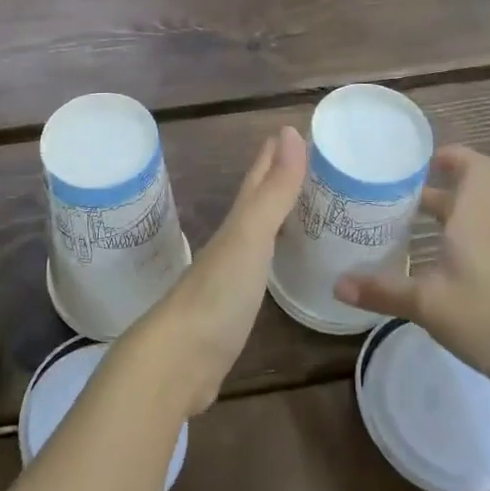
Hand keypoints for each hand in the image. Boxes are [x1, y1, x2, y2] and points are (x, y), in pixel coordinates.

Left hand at [119, 127, 306, 415]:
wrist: (179, 360)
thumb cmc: (218, 294)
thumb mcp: (250, 236)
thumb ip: (273, 191)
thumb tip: (291, 132)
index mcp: (236, 224)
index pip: (258, 179)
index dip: (275, 154)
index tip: (294, 129)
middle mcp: (231, 243)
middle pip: (257, 203)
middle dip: (277, 180)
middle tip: (310, 164)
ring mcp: (229, 276)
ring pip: (258, 234)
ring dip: (277, 217)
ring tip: (305, 207)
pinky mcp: (233, 309)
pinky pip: (259, 268)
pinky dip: (273, 255)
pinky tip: (282, 260)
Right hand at [333, 145, 489, 397]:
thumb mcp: (427, 305)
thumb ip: (382, 292)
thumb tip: (337, 283)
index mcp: (473, 223)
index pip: (478, 169)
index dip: (455, 155)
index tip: (423, 160)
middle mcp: (486, 234)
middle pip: (462, 198)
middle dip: (427, 194)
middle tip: (388, 199)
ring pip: (463, 228)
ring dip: (433, 226)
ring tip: (395, 235)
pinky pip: (468, 254)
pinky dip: (443, 252)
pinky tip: (422, 276)